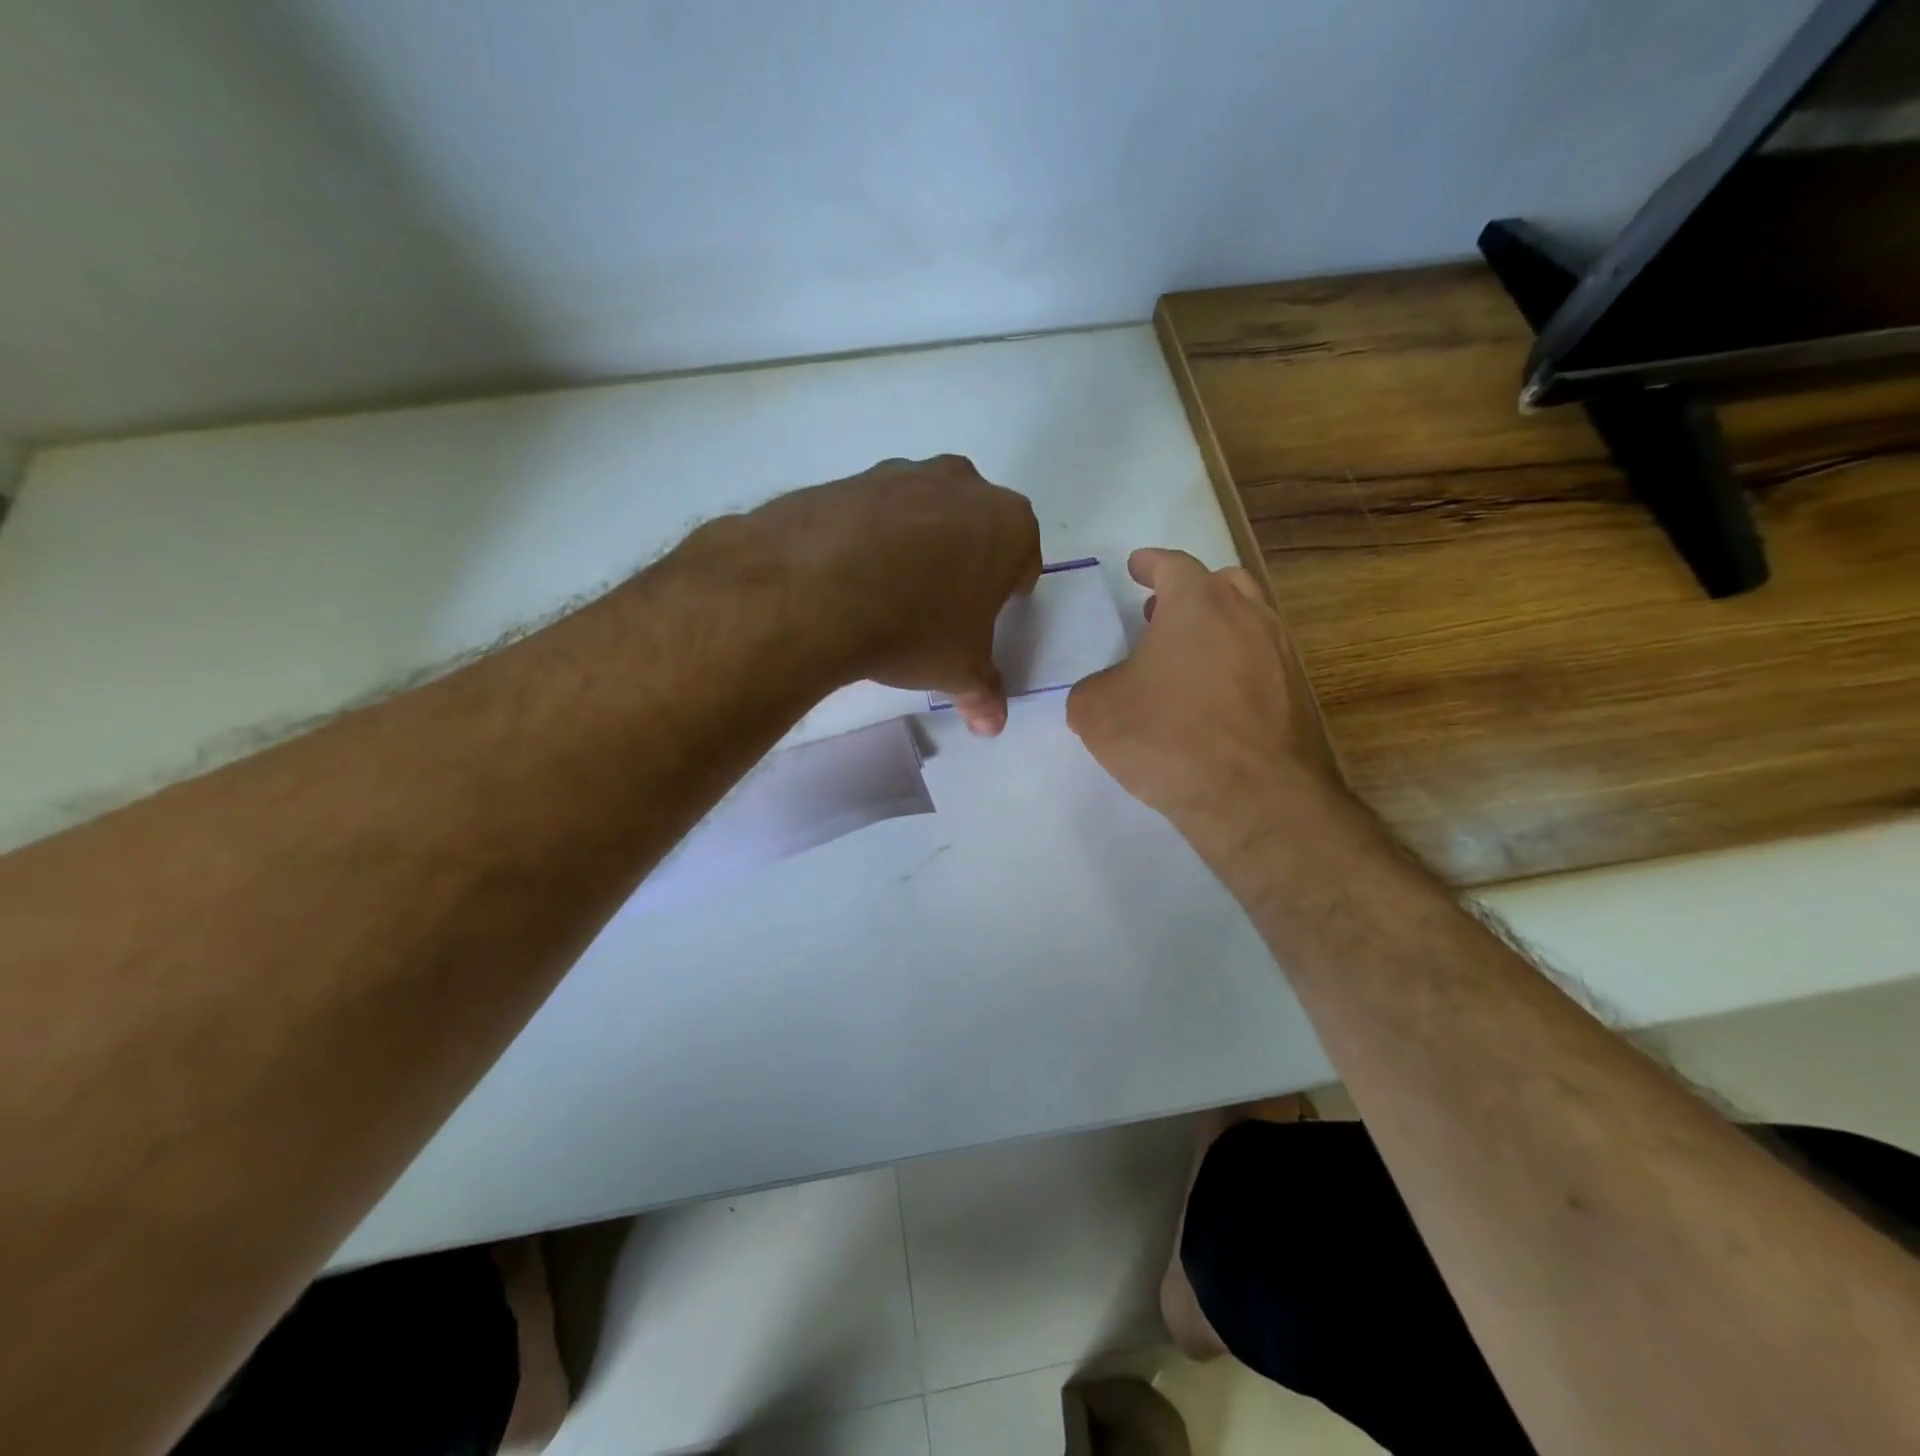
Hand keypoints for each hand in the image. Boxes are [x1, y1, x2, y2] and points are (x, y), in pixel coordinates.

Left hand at [742, 456, 1041, 734]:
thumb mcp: (958, 671)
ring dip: (914, 546)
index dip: (1006, 593)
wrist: (813, 592)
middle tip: (938, 607)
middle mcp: (962, 485)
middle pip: (973, 527)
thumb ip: (984, 693)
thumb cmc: (913, 629)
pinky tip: (847, 579)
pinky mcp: (848, 479)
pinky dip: (867, 539)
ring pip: (922, 513)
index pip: (1021, 561)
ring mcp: (901, 474)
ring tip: (887, 595)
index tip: (985, 617)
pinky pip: (871, 514)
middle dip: (963, 562)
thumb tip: (992, 724)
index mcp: (1008, 524)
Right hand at [1067, 548, 1341, 840]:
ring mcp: (1280, 657)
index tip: (1137, 566)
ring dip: (1217, 630)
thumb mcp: (1096, 711)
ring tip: (1186, 660)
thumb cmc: (1167, 737)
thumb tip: (1106, 691)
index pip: (1173, 565)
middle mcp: (1248, 617)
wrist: (1252, 797)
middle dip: (1191, 591)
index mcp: (1198, 605)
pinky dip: (1236, 670)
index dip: (1151, 564)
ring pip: (1248, 624)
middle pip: (1223, 584)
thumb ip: (1093, 689)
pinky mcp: (1298, 698)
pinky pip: (1261, 667)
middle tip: (1161, 611)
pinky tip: (1213, 702)